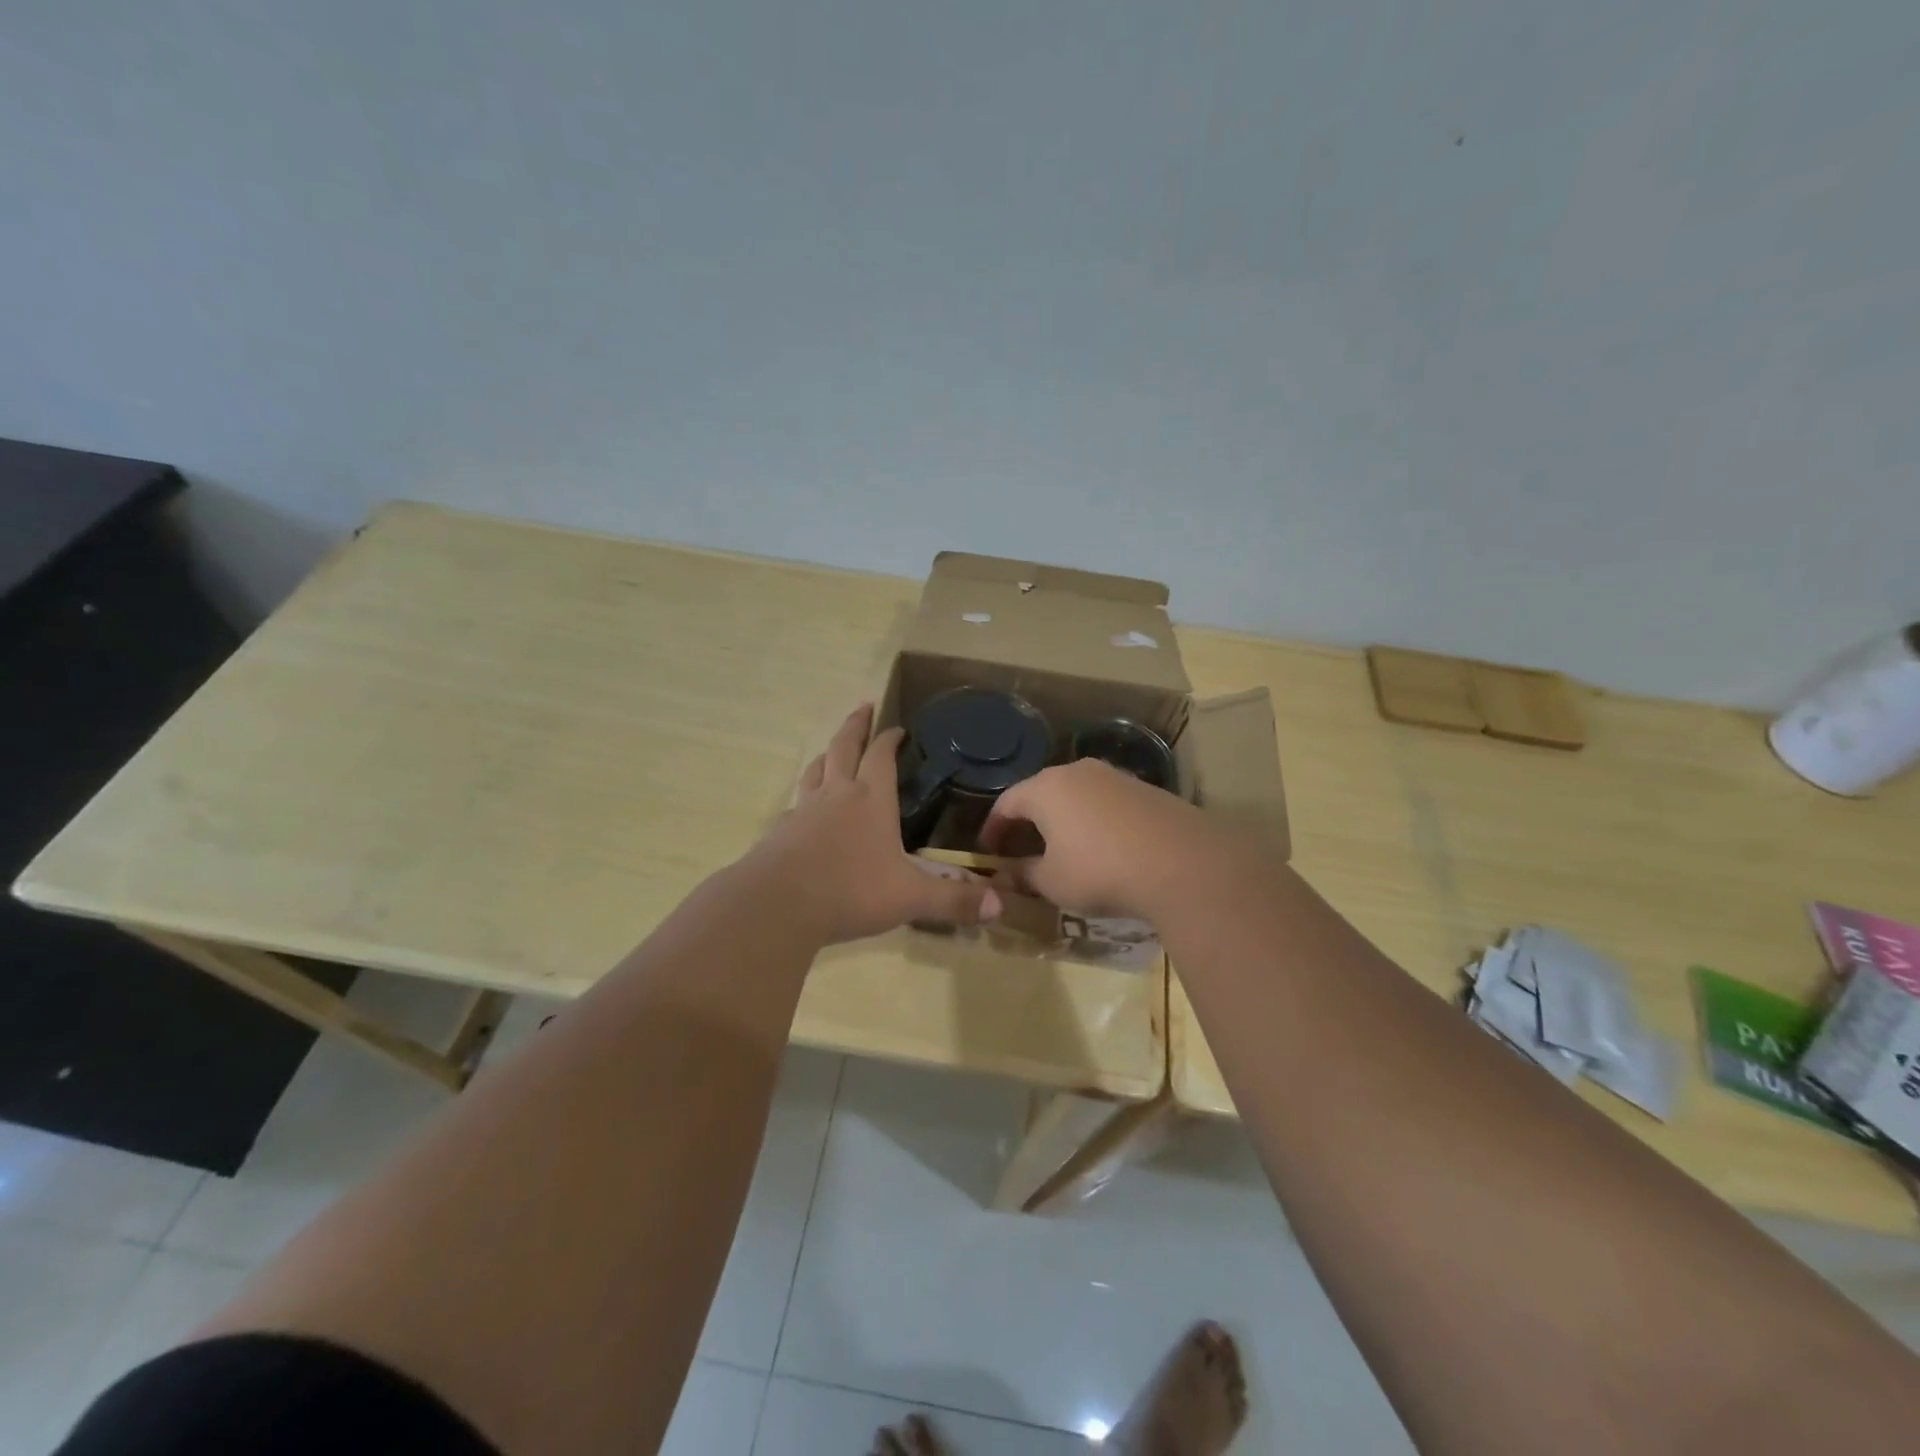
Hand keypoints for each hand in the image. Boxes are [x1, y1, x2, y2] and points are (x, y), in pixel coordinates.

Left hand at [751, 705, 1000, 944]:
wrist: (777, 906)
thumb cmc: (850, 892)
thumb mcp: (910, 897)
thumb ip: (953, 900)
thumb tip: (1000, 906)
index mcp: (871, 800)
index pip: (881, 756)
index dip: (890, 739)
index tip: (897, 727)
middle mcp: (837, 795)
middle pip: (844, 748)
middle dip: (855, 726)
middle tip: (863, 707)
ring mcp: (803, 811)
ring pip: (815, 770)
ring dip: (827, 755)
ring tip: (832, 750)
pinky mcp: (780, 832)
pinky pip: (795, 805)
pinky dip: (804, 799)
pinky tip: (803, 811)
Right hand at [979, 758, 1209, 918]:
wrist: (1182, 863)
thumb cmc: (1100, 870)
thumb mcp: (1052, 881)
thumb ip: (1024, 874)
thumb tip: (1008, 872)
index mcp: (1046, 788)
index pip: (1006, 802)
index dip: (993, 828)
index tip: (989, 851)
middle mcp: (1077, 772)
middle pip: (1041, 793)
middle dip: (1027, 821)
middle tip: (1021, 849)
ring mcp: (1114, 777)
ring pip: (1075, 795)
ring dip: (1062, 819)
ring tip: (1062, 848)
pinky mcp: (1145, 789)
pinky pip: (1105, 802)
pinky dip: (1093, 821)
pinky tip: (1102, 847)